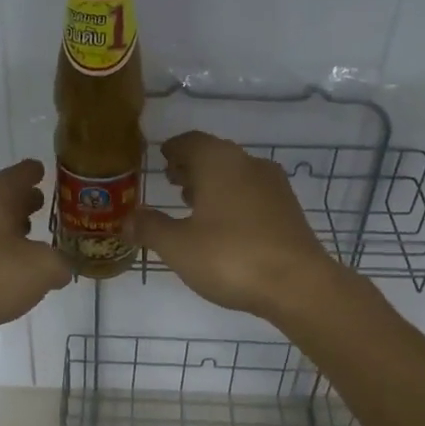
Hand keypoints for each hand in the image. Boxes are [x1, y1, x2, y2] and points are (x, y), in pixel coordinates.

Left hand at [0, 159, 71, 366]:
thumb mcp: (42, 268)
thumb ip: (59, 264)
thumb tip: (60, 268)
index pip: (22, 173)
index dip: (36, 172)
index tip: (45, 172)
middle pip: (2, 197)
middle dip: (23, 202)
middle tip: (44, 205)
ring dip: (9, 230)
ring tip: (32, 241)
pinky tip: (9, 274)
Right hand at [130, 131, 343, 320]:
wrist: (297, 284)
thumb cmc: (230, 257)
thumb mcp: (177, 246)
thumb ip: (149, 228)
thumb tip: (127, 219)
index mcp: (219, 161)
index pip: (190, 141)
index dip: (172, 149)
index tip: (160, 159)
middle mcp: (248, 163)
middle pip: (214, 155)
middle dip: (191, 167)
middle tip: (171, 181)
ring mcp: (273, 185)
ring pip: (235, 174)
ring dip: (212, 184)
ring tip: (192, 204)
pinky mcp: (288, 209)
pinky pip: (251, 194)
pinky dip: (232, 200)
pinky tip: (223, 226)